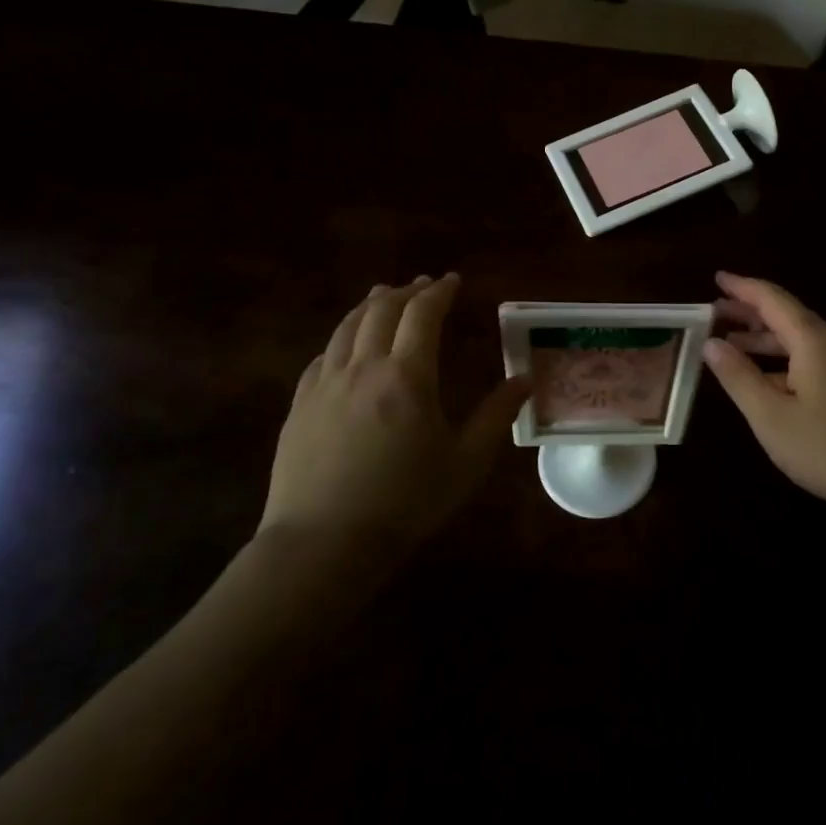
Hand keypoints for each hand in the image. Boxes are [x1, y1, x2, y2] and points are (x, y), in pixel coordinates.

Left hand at [263, 274, 530, 552]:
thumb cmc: (405, 502)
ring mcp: (324, 385)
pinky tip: (346, 348)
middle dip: (404, 291)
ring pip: (346, 327)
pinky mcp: (299, 406)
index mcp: (407, 375)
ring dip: (370, 306)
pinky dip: (342, 339)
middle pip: (380, 310)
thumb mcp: (466, 462)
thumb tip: (525, 379)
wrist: (323, 544)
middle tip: (422, 286)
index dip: (439, 292)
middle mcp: (362, 367)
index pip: (422, 315)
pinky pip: (322, 357)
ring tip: (383, 298)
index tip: (452, 281)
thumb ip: (497, 415)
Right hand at [702, 272, 825, 525]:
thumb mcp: (772, 416)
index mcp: (813, 340)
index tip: (716, 278)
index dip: (741, 287)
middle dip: (749, 313)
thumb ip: (738, 377)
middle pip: (786, 316)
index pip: (772, 299)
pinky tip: (767, 380)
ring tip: (731, 346)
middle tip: (713, 315)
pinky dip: (783, 360)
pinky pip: (812, 359)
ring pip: (800, 341)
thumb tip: (711, 343)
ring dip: (765, 340)